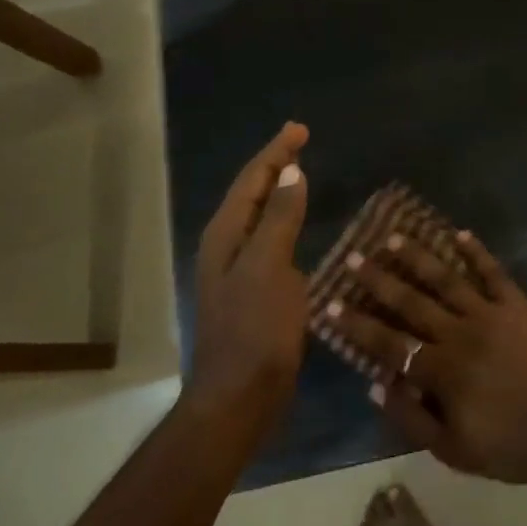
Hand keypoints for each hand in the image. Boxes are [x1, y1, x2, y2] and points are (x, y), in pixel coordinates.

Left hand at [190, 122, 310, 418]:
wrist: (239, 397)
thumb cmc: (255, 330)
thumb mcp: (269, 268)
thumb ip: (279, 218)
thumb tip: (291, 171)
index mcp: (226, 235)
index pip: (251, 180)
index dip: (275, 152)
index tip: (299, 129)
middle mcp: (227, 246)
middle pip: (251, 193)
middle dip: (274, 164)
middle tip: (300, 140)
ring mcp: (238, 270)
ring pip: (259, 216)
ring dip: (278, 191)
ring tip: (299, 172)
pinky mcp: (253, 290)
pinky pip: (270, 240)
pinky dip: (285, 221)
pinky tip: (298, 225)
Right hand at [317, 230, 526, 483]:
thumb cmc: (510, 444)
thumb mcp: (454, 450)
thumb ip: (412, 418)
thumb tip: (376, 385)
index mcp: (442, 370)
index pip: (389, 343)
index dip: (357, 324)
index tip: (331, 304)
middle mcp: (460, 333)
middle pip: (412, 301)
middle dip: (379, 280)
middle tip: (354, 258)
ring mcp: (491, 313)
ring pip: (447, 279)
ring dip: (419, 257)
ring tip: (394, 238)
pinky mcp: (518, 304)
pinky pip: (494, 273)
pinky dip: (476, 252)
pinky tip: (459, 234)